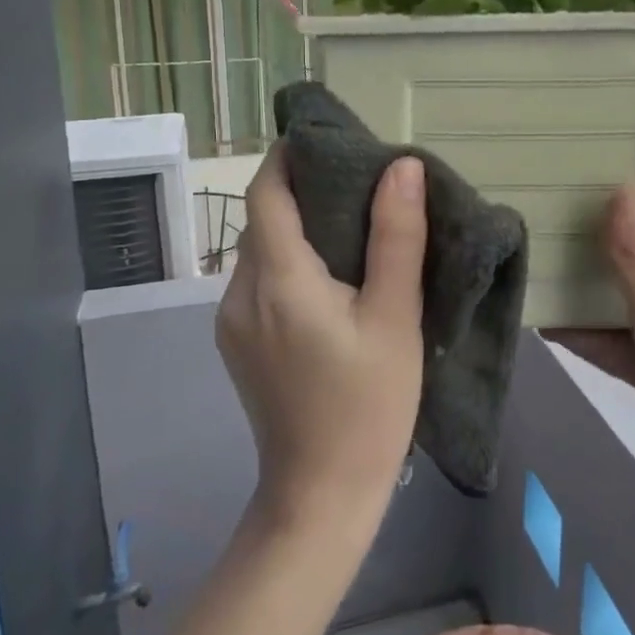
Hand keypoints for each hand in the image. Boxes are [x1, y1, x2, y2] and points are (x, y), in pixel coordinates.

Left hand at [218, 143, 427, 533]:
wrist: (322, 496)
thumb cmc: (368, 405)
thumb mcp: (395, 317)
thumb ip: (396, 237)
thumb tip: (401, 166)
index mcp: (278, 280)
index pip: (266, 191)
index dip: (291, 155)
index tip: (332, 139)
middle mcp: (241, 293)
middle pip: (264, 217)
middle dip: (305, 188)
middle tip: (361, 180)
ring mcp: (233, 321)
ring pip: (262, 249)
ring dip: (299, 225)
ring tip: (354, 222)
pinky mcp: (239, 342)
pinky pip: (261, 279)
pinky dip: (291, 259)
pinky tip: (330, 273)